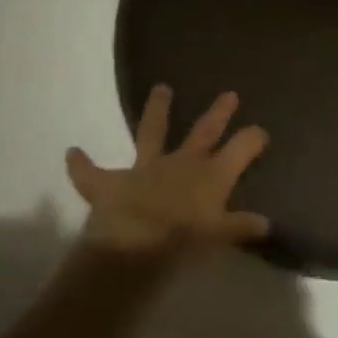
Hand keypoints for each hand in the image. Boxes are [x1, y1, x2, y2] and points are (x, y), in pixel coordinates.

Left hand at [67, 86, 271, 255]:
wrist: (133, 249)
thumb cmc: (183, 242)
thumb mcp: (218, 237)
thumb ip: (240, 226)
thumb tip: (266, 223)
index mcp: (211, 175)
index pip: (241, 147)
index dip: (253, 138)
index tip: (261, 132)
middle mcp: (181, 163)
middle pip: (204, 131)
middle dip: (218, 113)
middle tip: (229, 94)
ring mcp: (145, 169)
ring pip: (152, 132)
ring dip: (157, 110)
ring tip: (160, 88)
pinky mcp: (111, 184)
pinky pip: (91, 173)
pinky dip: (81, 164)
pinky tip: (72, 153)